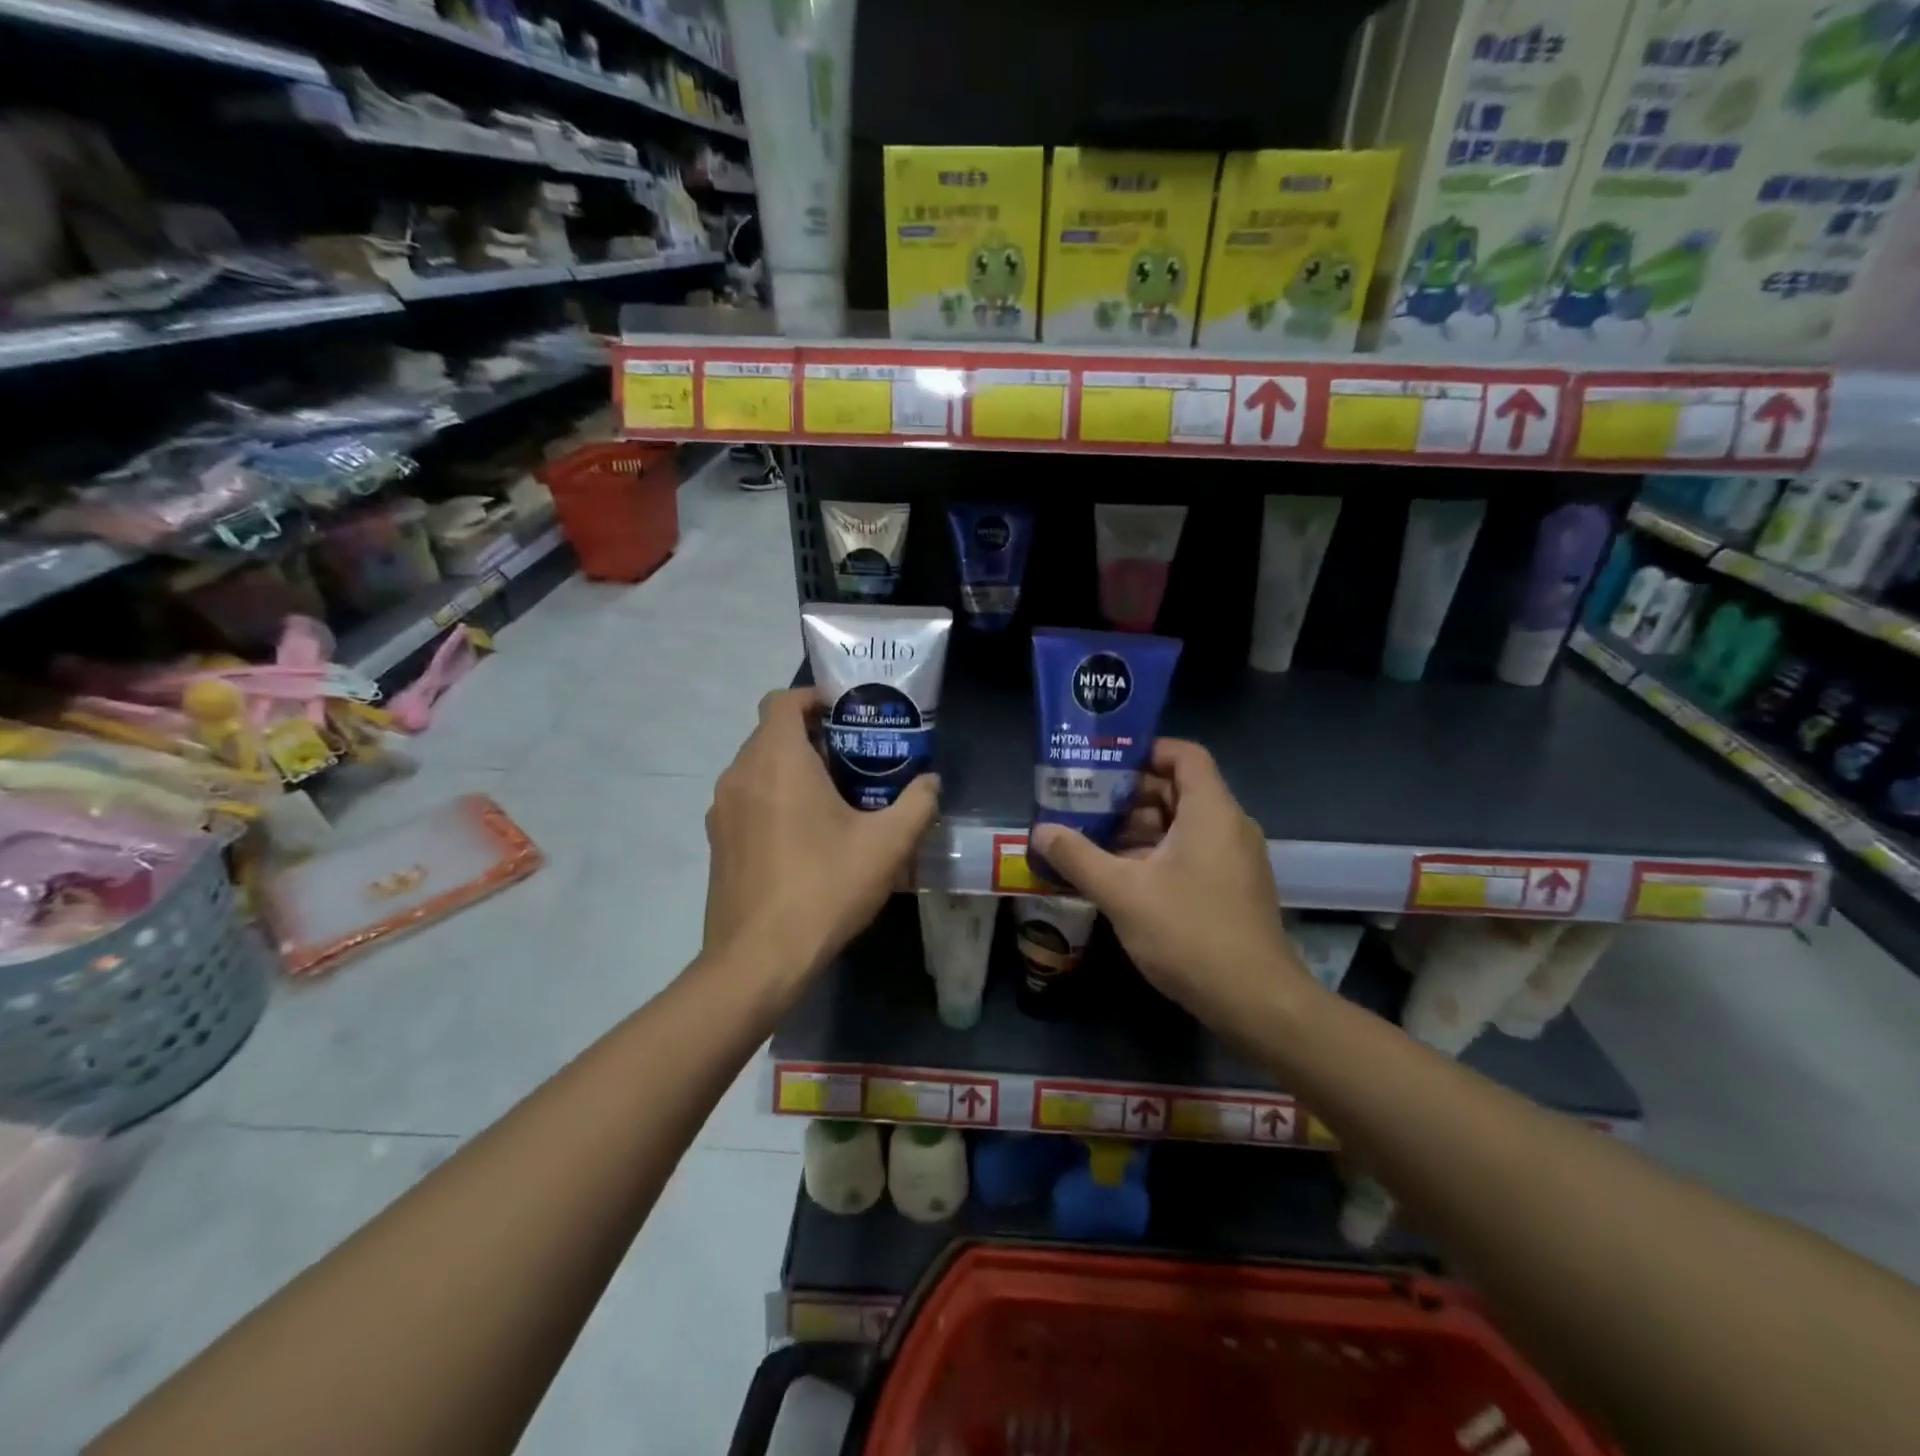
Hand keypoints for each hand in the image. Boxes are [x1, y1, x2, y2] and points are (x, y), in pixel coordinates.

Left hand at [703, 688, 938, 1002]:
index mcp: (777, 760)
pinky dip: (773, 799)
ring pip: (758, 768)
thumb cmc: (824, 888)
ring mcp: (721, 810)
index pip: (783, 700)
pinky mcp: (717, 841)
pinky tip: (805, 837)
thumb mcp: (888, 846)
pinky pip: (747, 799)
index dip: (814, 697)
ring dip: (792, 769)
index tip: (847, 714)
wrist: (758, 959)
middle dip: (811, 737)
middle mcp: (740, 774)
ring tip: (834, 798)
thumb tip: (931, 782)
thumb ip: (917, 804)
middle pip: (771, 733)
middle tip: (854, 759)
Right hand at [1030, 739, 1312, 1026]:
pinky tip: (1119, 876)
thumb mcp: (1122, 892)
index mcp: (1211, 811)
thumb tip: (1040, 832)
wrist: (1256, 1002)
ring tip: (1091, 841)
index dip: (1145, 751)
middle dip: (1129, 795)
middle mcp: (1229, 826)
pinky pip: (1191, 852)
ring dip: (1138, 829)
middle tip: (1084, 804)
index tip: (1104, 765)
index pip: (1184, 754)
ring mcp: (1234, 859)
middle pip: (1178, 790)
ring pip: (1182, 825)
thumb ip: (1078, 857)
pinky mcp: (1232, 888)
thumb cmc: (1189, 933)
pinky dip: (1156, 854)